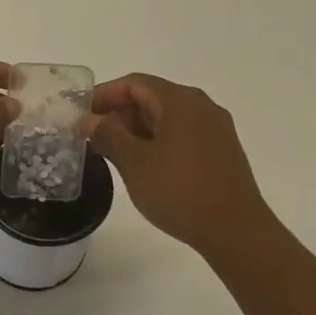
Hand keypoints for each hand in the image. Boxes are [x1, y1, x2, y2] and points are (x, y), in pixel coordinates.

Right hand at [85, 74, 275, 256]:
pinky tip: (141, 166)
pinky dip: (156, 142)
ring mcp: (214, 129)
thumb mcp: (134, 162)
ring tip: (110, 154)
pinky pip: (180, 135)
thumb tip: (88, 119)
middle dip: (118, 114)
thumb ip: (108, 135)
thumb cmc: (180, 190)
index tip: (79, 115)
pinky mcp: (220, 152)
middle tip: (91, 138)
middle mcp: (201, 106)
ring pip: (166, 119)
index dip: (103, 95)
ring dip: (135, 131)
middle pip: (151, 98)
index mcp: (180, 101)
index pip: (134, 83)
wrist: (236, 230)